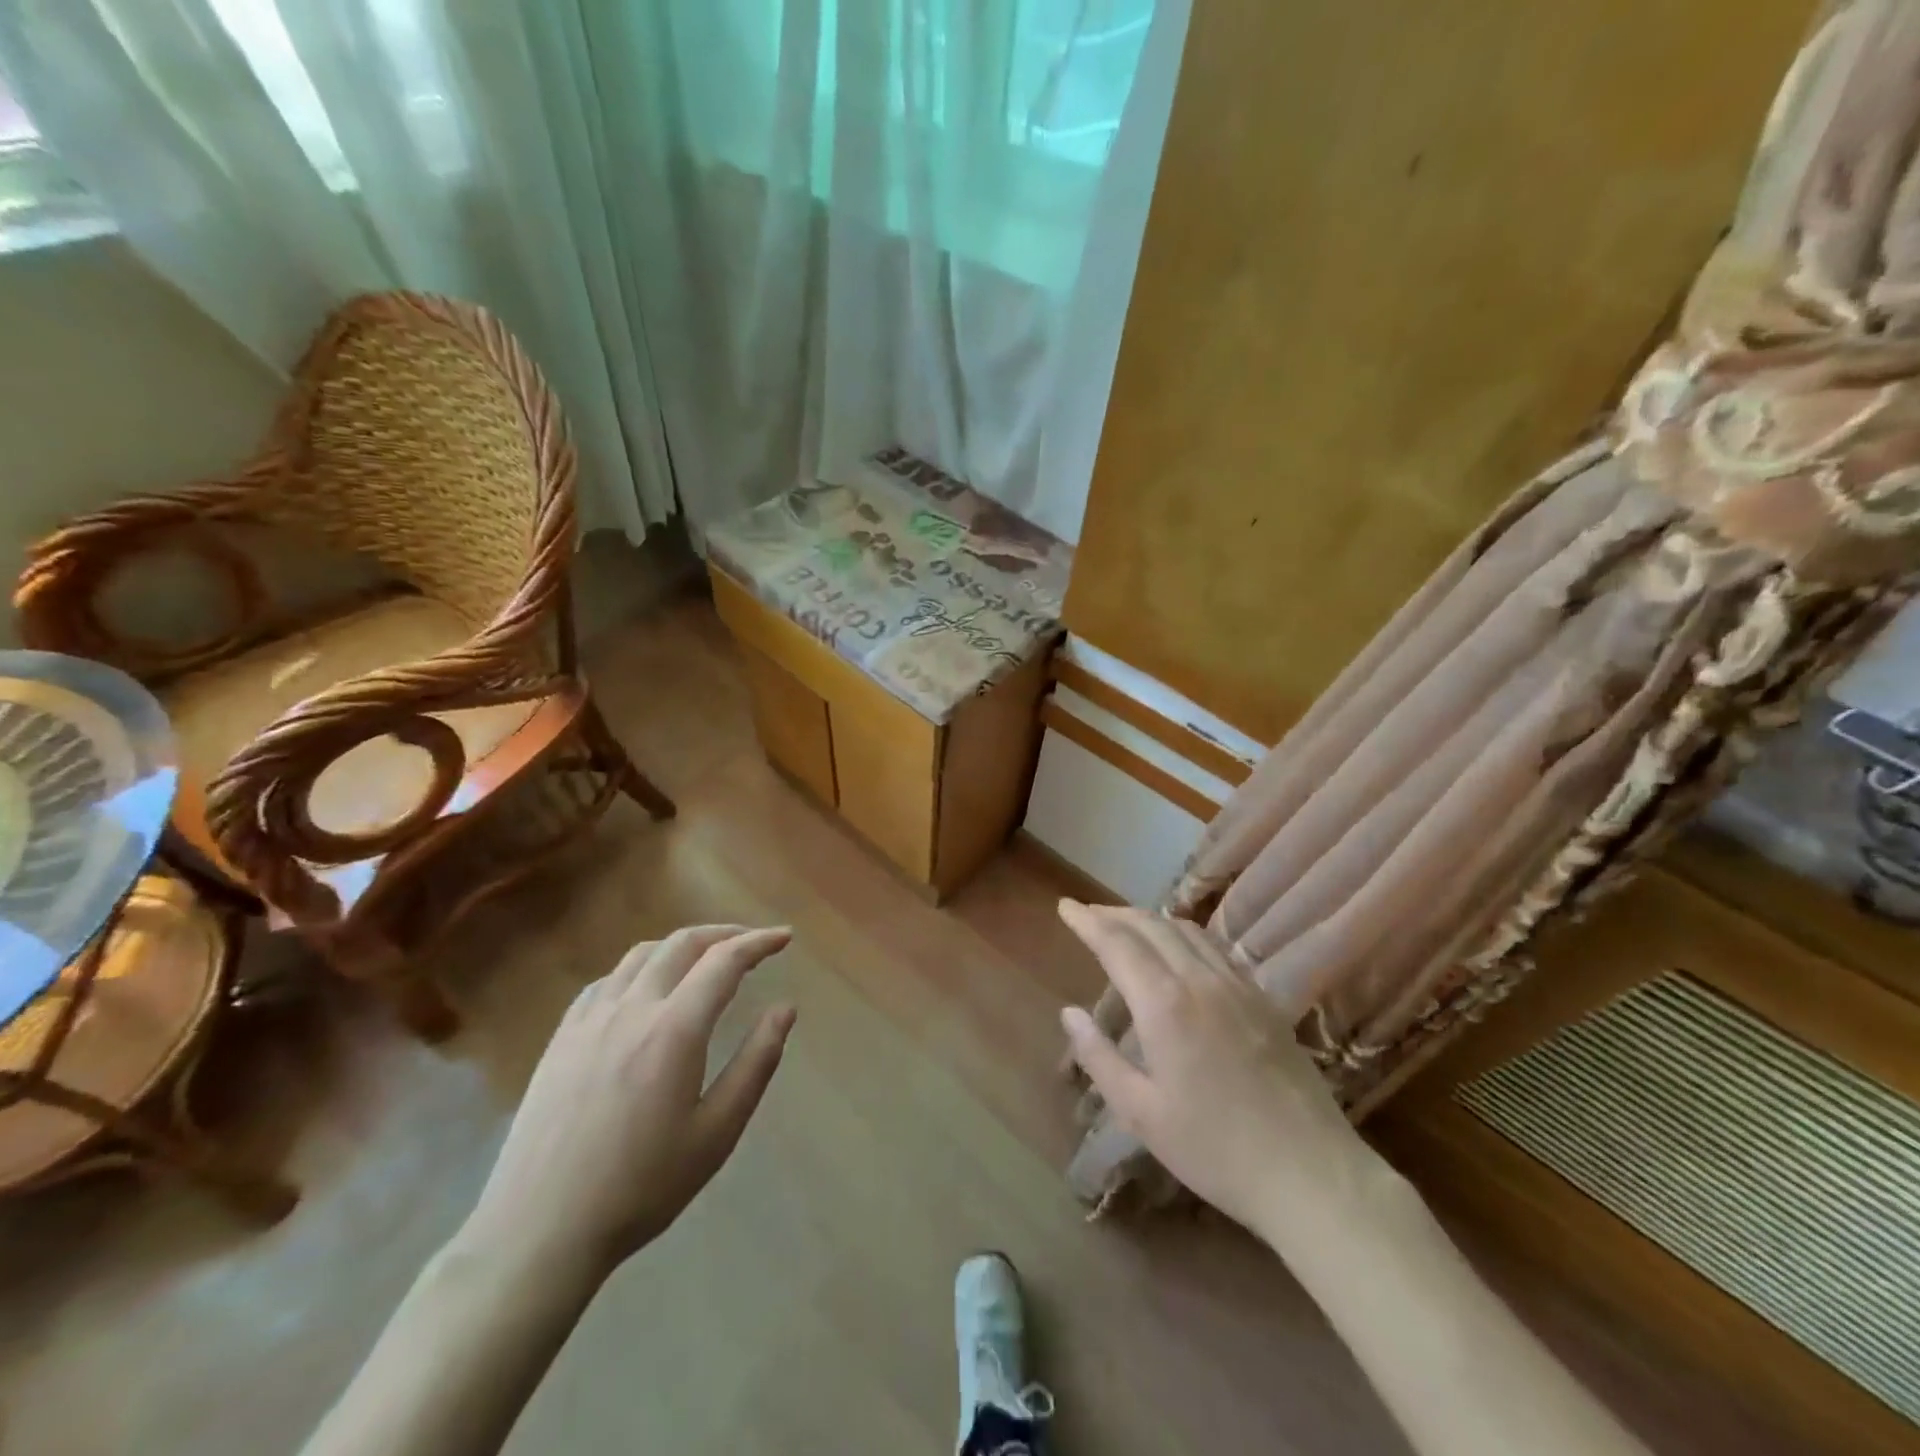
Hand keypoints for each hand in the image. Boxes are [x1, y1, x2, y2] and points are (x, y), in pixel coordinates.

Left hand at [462, 925, 796, 1278]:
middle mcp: (631, 1008)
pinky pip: (606, 980)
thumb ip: (756, 1063)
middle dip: (724, 934)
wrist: (538, 1232)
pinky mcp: (561, 1038)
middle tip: (752, 945)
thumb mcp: (716, 1132)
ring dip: (681, 946)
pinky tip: (646, 992)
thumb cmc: (641, 1187)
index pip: (725, 961)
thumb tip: (785, 1009)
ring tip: (704, 962)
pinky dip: (640, 969)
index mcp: (674, 1029)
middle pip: (682, 943)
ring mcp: (589, 1020)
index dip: (759, 942)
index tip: (784, 937)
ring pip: (642, 954)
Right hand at [1057, 901, 1376, 1237]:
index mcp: (1164, 1005)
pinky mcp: (1263, 999)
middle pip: (1151, 926)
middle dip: (1114, 913)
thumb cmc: (1214, 1149)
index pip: (1116, 943)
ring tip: (1126, 923)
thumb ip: (1099, 1056)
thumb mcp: (1141, 1112)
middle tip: (1088, 912)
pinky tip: (1179, 948)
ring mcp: (1237, 986)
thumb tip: (1069, 1013)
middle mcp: (1199, 980)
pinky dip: (1184, 934)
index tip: (1065, 906)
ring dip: (1149, 919)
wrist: (1310, 1173)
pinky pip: (1214, 947)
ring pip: (1185, 930)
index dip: (1087, 921)